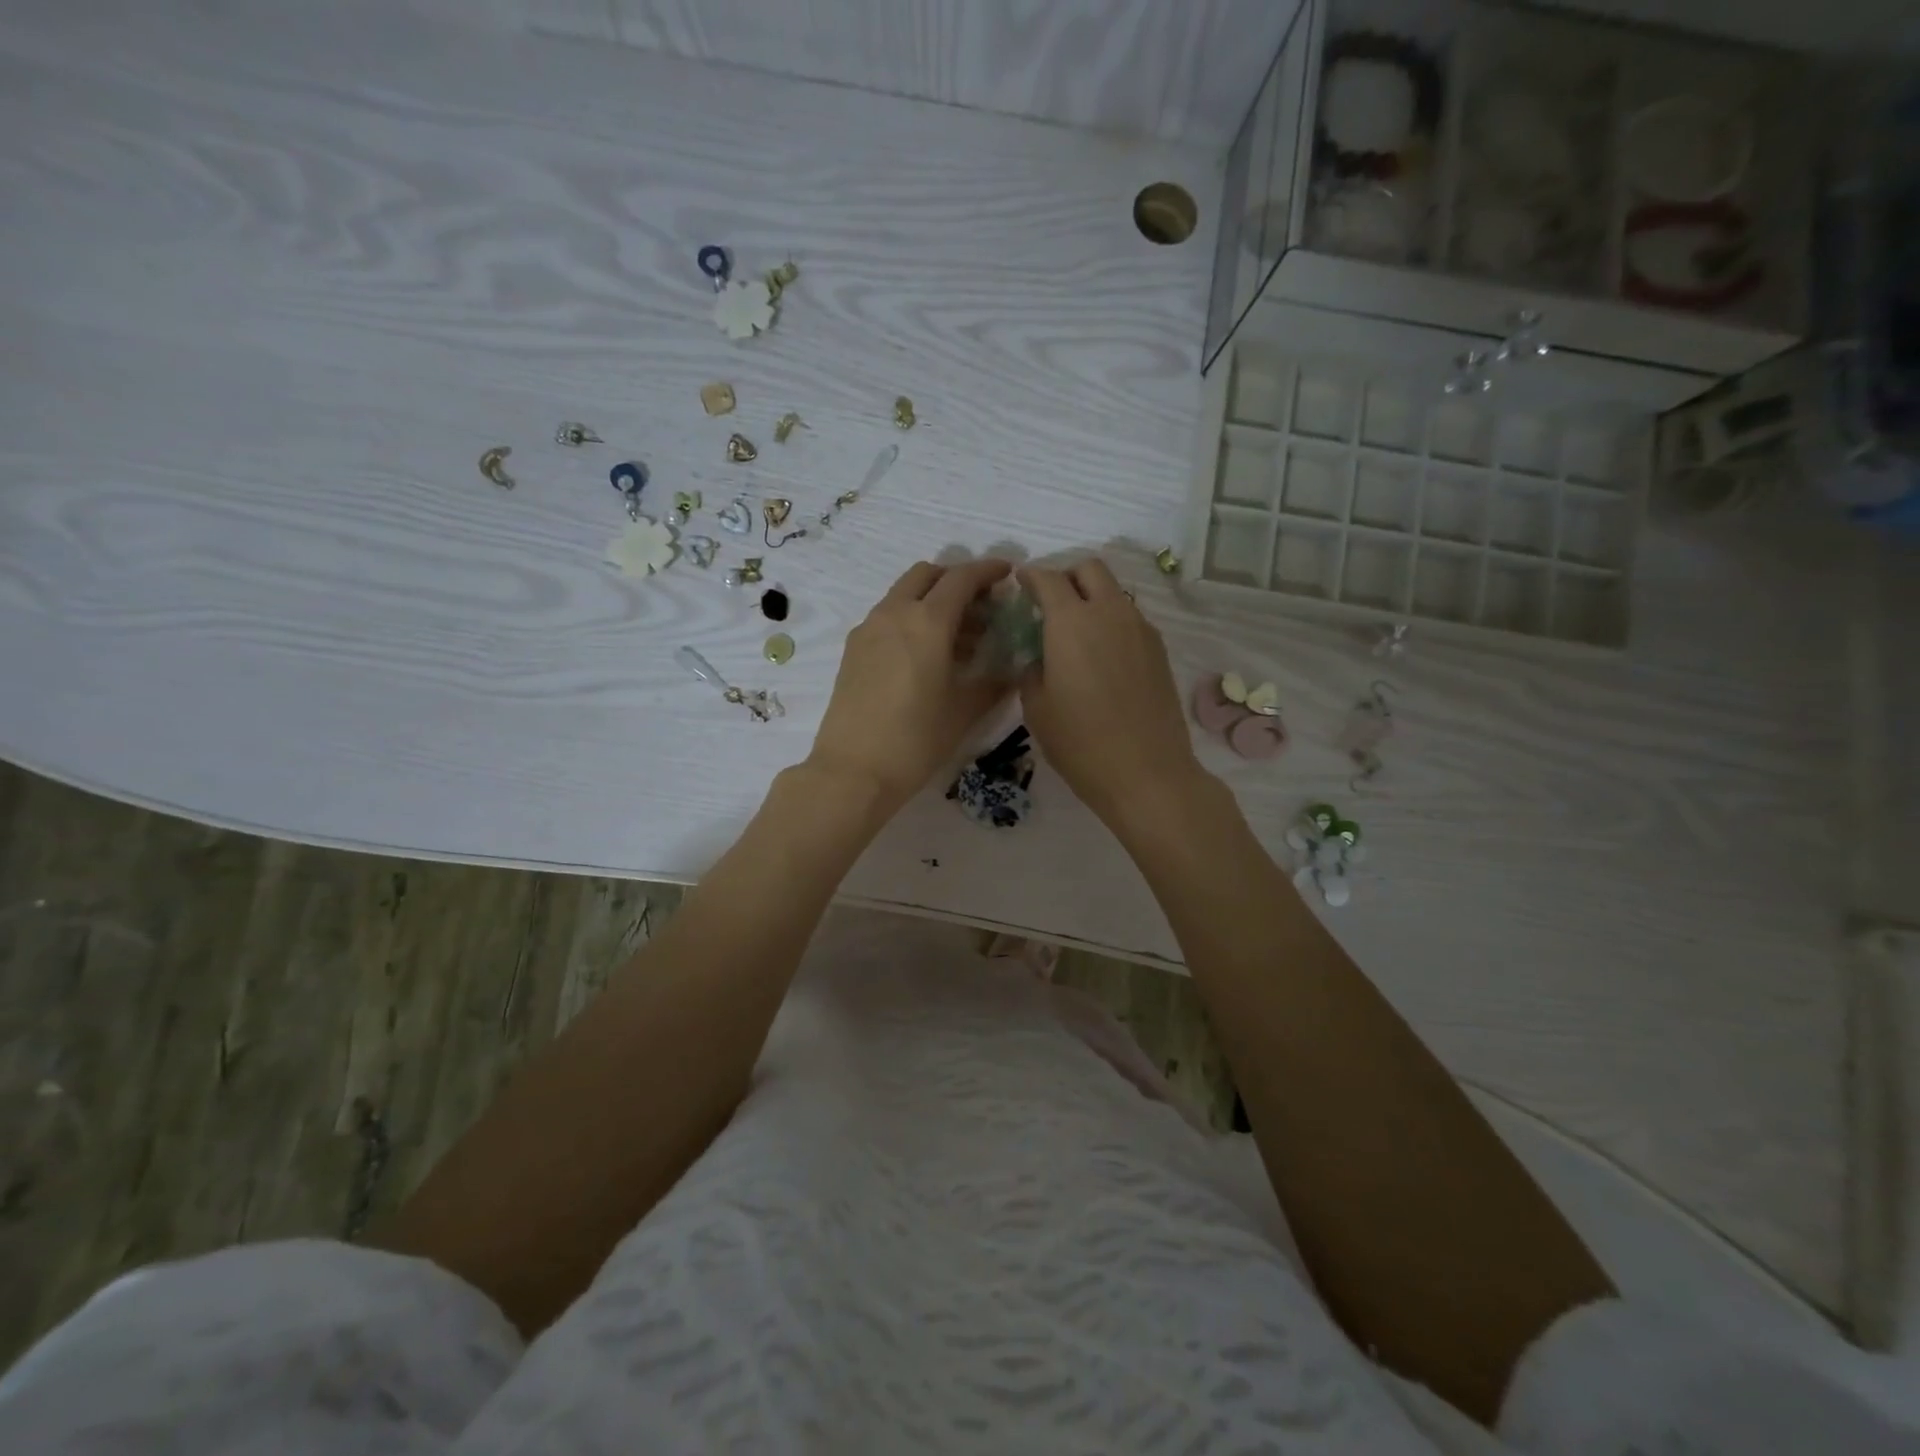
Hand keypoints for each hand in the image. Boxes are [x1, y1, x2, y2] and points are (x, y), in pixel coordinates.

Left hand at [808, 558, 1014, 814]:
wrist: (852, 771)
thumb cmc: (916, 740)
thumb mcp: (964, 712)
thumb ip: (993, 684)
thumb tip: (1013, 671)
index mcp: (927, 622)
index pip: (961, 579)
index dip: (988, 570)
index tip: (1007, 573)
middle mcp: (894, 614)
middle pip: (927, 575)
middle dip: (956, 580)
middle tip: (980, 605)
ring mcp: (868, 629)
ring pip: (904, 594)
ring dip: (932, 601)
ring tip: (958, 637)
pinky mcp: (853, 649)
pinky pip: (887, 617)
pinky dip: (910, 619)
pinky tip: (925, 655)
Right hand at [1018, 558, 1205, 830]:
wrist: (1147, 773)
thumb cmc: (1080, 743)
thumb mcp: (1036, 709)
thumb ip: (1032, 670)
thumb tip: (1040, 658)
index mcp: (1072, 623)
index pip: (1048, 579)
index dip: (1030, 576)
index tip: (1020, 583)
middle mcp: (1110, 613)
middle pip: (1090, 569)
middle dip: (1066, 576)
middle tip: (1050, 603)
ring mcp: (1141, 629)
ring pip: (1114, 592)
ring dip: (1092, 600)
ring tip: (1077, 634)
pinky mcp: (1159, 650)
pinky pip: (1130, 619)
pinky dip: (1112, 623)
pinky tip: (1102, 657)